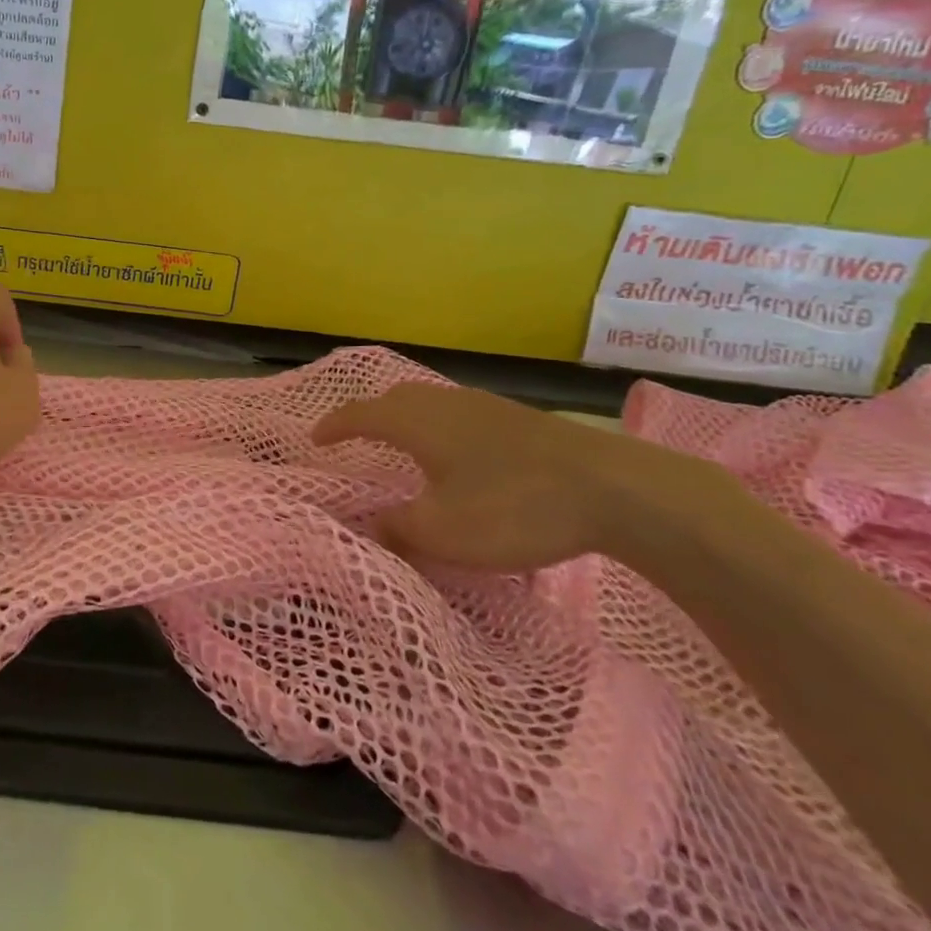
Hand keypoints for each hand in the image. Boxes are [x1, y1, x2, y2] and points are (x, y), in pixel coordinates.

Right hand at [312, 382, 735, 571]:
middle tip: (354, 437)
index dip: (333, 426)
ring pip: (429, 403)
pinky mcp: (518, 419)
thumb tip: (367, 527)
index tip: (314, 439)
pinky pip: (458, 413)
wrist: (615, 489)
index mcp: (417, 422)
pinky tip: (457, 453)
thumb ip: (398, 529)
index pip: (359, 414)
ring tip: (401, 444)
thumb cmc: (513, 506)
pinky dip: (439, 427)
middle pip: (393, 399)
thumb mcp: (444, 531)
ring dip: (406, 419)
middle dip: (368, 415)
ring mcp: (485, 406)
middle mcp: (444, 403)